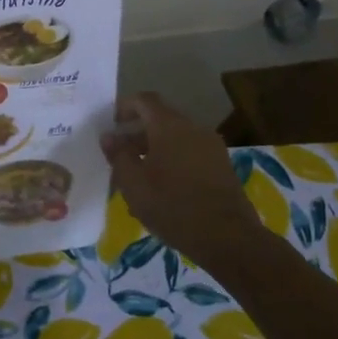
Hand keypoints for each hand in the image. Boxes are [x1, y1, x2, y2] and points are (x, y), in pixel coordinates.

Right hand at [100, 92, 260, 265]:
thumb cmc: (173, 206)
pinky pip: (191, 153)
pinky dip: (173, 160)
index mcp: (169, 126)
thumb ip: (118, 155)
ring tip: (140, 176)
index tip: (112, 125)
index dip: (125, 107)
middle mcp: (193, 128)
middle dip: (138, 133)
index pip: (144, 100)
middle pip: (161, 119)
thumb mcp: (134, 184)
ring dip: (155, 149)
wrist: (229, 238)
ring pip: (176, 138)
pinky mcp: (222, 166)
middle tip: (121, 156)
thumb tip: (108, 136)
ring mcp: (211, 147)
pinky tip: (164, 188)